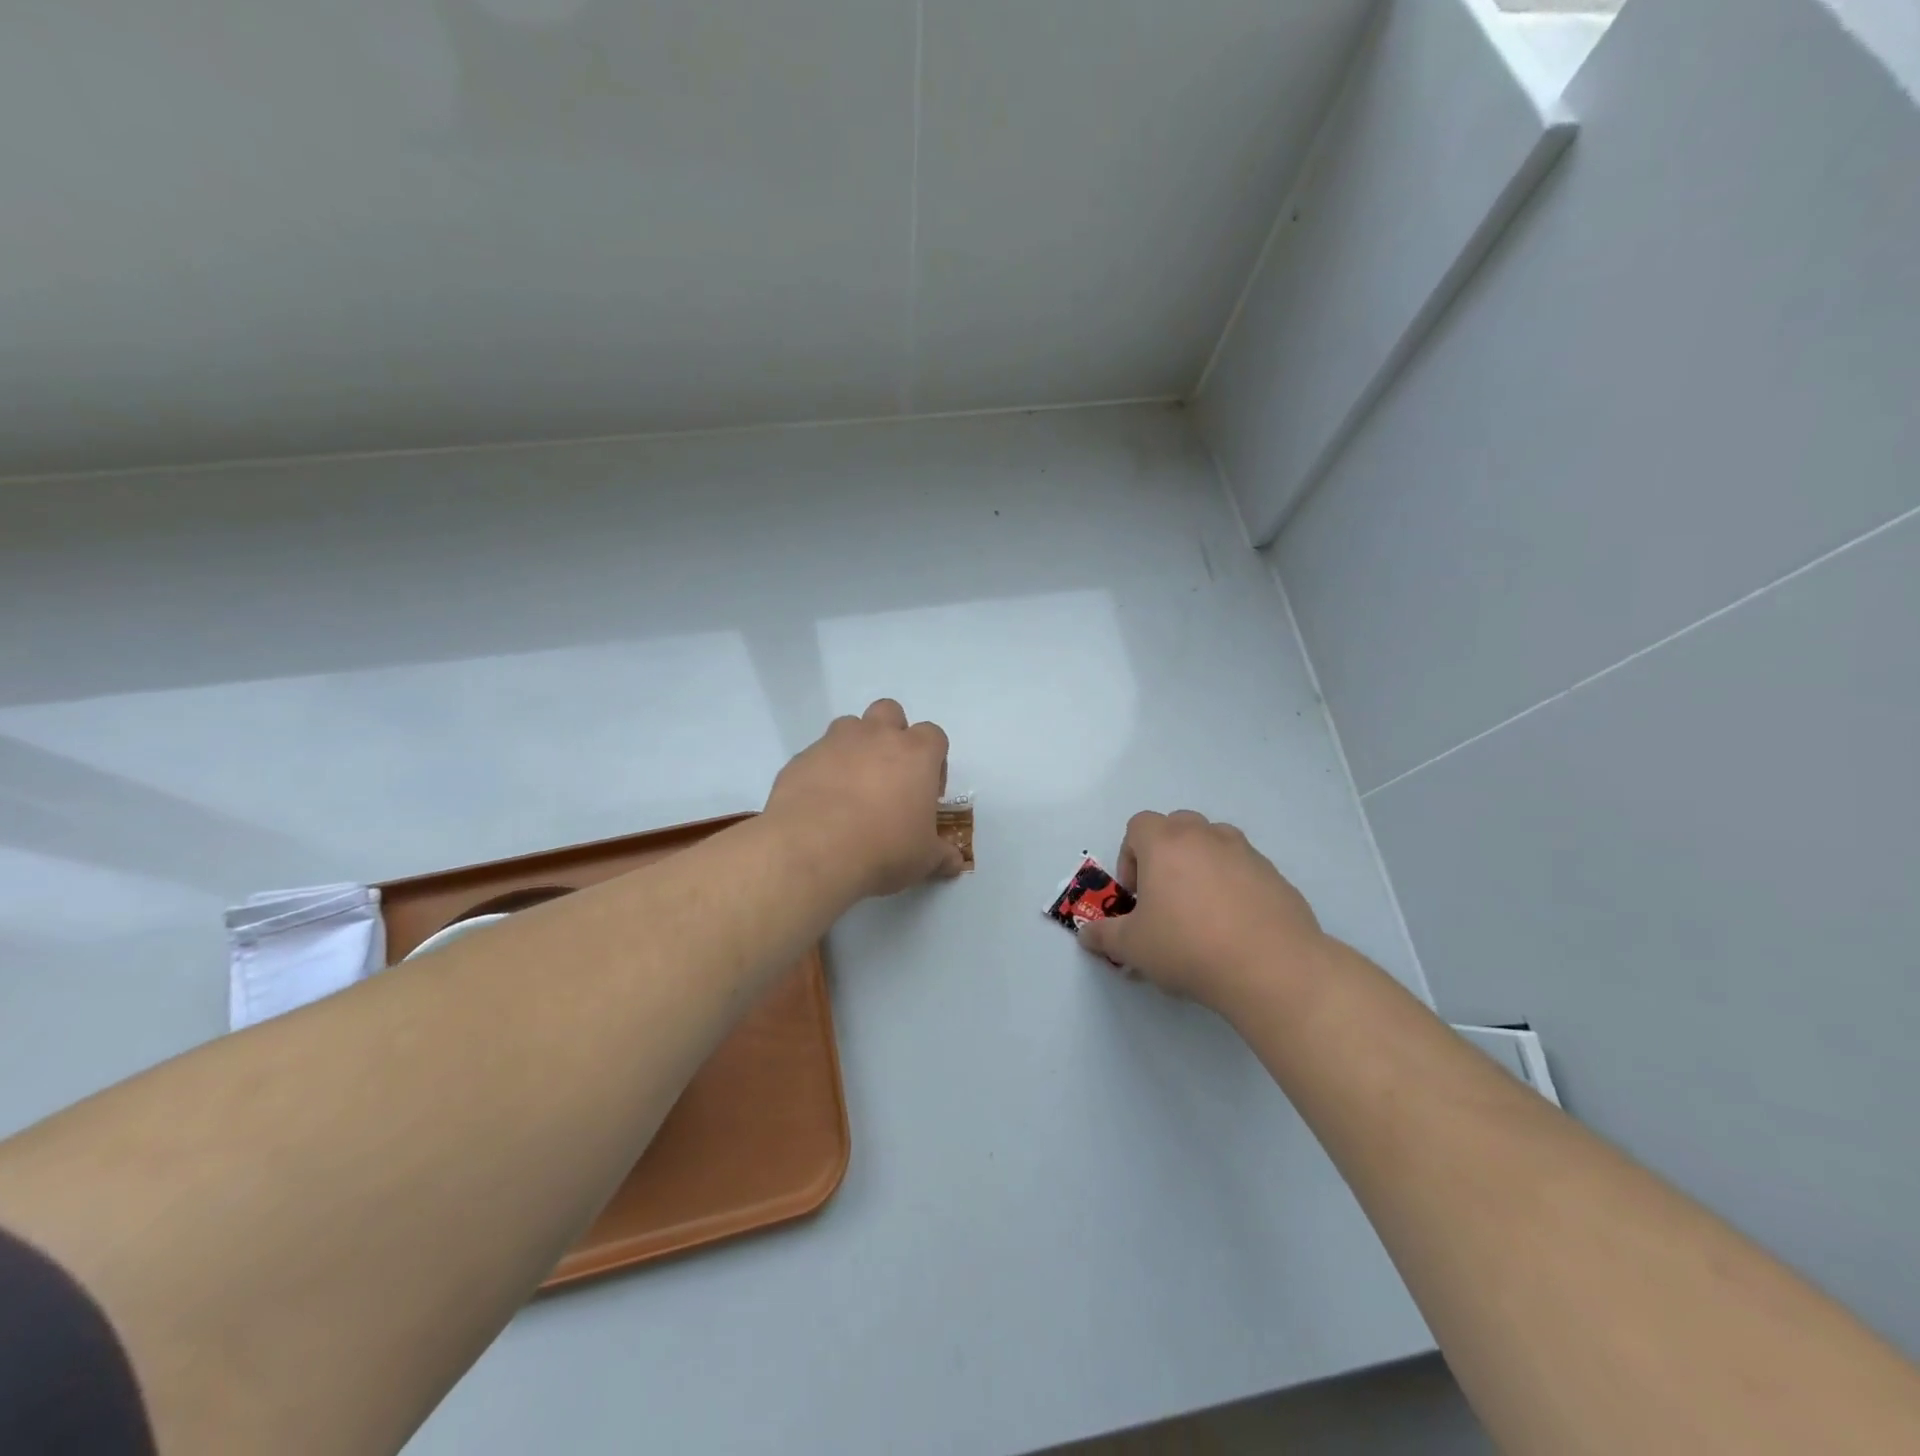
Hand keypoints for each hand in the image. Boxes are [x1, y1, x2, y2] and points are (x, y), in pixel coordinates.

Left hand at [766, 699, 964, 898]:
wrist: (812, 852)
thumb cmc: (883, 849)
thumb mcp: (924, 860)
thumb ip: (942, 856)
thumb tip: (954, 863)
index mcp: (915, 754)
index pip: (933, 735)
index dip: (933, 761)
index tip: (926, 792)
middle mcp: (875, 737)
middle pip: (889, 712)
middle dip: (892, 735)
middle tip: (889, 776)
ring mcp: (834, 743)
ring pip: (849, 727)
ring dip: (854, 748)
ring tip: (851, 789)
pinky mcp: (800, 760)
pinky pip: (816, 756)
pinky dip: (821, 772)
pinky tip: (820, 806)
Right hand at [1076, 810, 1327, 1015]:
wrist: (1272, 968)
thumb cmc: (1188, 947)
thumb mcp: (1133, 947)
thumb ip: (1103, 936)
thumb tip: (1086, 934)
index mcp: (1166, 843)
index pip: (1138, 825)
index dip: (1130, 857)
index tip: (1137, 895)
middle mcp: (1206, 836)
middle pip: (1177, 826)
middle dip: (1166, 854)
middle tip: (1166, 898)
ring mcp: (1245, 853)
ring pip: (1214, 843)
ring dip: (1202, 866)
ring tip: (1202, 912)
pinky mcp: (1276, 876)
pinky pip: (1245, 870)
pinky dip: (1235, 887)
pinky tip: (1235, 928)